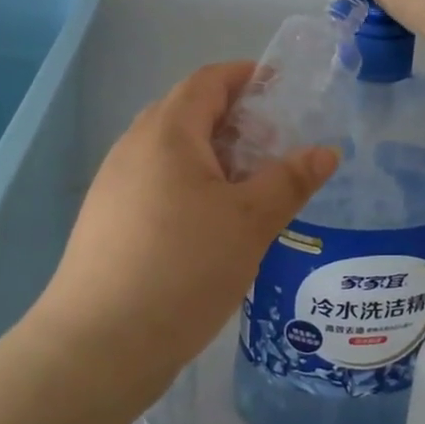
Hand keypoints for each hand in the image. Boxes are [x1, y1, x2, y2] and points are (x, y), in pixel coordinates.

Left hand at [29, 62, 339, 408]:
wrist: (97, 347)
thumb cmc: (182, 268)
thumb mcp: (250, 223)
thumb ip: (290, 181)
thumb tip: (326, 151)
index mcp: (167, 132)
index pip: (208, 81)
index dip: (245, 76)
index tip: (281, 88)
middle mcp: (134, 147)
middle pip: (188, 112)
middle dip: (234, 119)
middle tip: (274, 145)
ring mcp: (115, 185)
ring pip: (172, 151)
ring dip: (213, 155)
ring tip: (250, 187)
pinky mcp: (108, 220)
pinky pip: (157, 182)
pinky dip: (191, 184)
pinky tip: (213, 224)